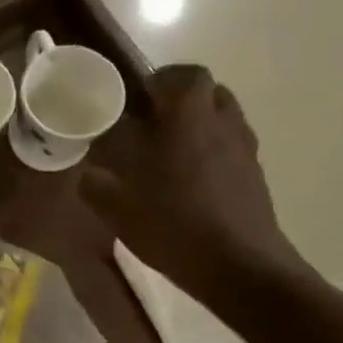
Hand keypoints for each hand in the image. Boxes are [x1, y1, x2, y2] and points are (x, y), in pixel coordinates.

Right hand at [79, 65, 309, 305]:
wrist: (239, 266)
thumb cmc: (174, 227)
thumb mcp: (118, 210)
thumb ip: (96, 185)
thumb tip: (87, 174)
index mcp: (187, 118)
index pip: (181, 76)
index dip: (160, 81)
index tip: (136, 100)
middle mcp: (222, 123)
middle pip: (208, 92)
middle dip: (180, 100)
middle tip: (151, 125)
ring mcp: (244, 149)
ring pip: (223, 118)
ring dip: (199, 125)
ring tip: (171, 153)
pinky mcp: (255, 176)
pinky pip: (231, 149)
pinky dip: (212, 154)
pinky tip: (191, 183)